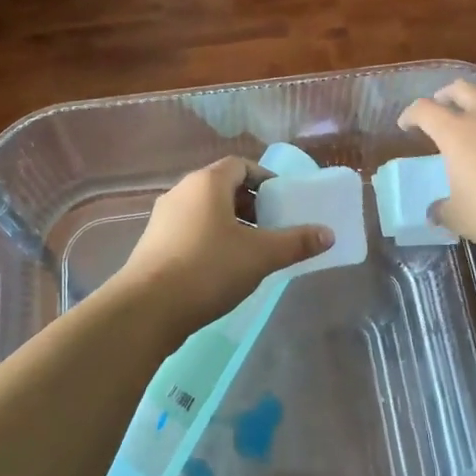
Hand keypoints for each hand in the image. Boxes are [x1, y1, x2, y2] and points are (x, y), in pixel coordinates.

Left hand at [116, 157, 333, 333]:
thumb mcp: (260, 256)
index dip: (264, 179)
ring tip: (251, 251)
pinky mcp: (153, 244)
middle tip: (271, 227)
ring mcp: (163, 218)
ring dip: (230, 223)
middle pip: (222, 187)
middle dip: (250, 203)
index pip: (240, 165)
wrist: (147, 309)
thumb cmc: (208, 269)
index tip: (282, 201)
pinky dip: (210, 239)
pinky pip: (189, 230)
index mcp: (207, 183)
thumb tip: (328, 233)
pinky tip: (222, 269)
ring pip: (204, 210)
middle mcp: (182, 191)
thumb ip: (296, 242)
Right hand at [399, 80, 475, 273]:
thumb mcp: (461, 218)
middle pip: (461, 88)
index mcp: (457, 132)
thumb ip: (443, 209)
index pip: (425, 109)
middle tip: (438, 111)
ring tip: (471, 122)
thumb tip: (437, 210)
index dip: (411, 114)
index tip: (405, 125)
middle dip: (445, 96)